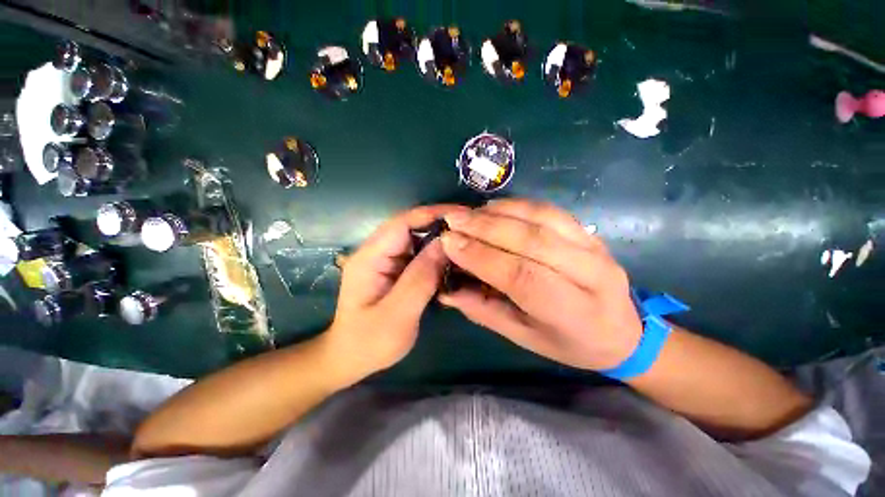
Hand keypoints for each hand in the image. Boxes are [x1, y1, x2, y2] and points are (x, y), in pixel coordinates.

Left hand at [326, 204, 467, 377]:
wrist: (351, 358)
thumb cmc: (369, 342)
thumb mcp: (398, 314)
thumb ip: (420, 278)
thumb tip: (445, 244)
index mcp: (370, 257)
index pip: (402, 222)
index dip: (432, 214)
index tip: (462, 215)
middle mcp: (376, 251)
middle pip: (411, 227)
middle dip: (440, 224)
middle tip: (470, 230)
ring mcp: (385, 260)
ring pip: (417, 239)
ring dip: (440, 240)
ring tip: (466, 243)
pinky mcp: (394, 269)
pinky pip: (418, 254)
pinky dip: (436, 255)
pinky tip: (452, 261)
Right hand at [439, 199, 642, 370]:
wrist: (624, 331)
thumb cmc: (569, 343)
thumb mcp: (524, 337)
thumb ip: (484, 310)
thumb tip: (446, 290)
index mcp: (574, 312)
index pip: (522, 276)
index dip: (482, 257)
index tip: (449, 243)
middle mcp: (590, 273)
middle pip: (532, 241)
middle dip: (485, 228)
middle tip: (452, 221)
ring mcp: (594, 246)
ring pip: (541, 218)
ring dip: (498, 213)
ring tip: (468, 214)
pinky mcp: (588, 232)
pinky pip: (549, 210)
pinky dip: (517, 204)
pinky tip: (493, 207)